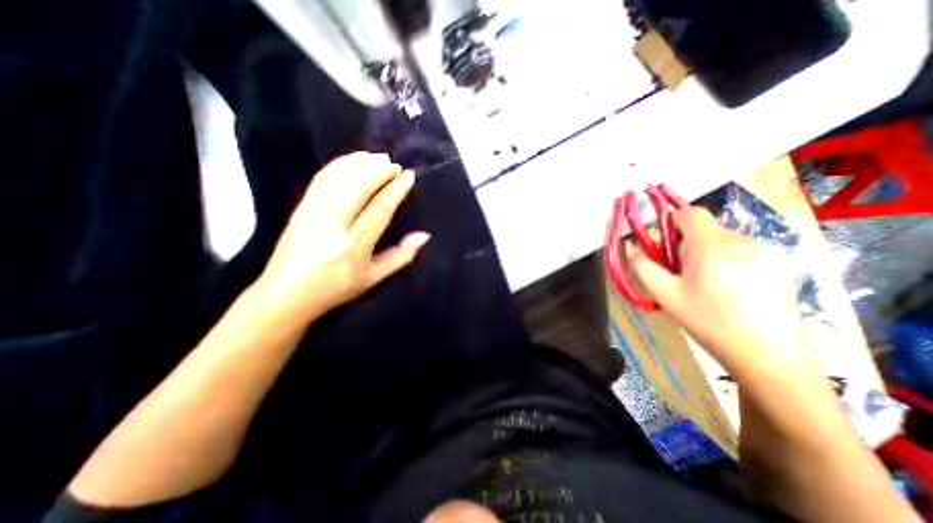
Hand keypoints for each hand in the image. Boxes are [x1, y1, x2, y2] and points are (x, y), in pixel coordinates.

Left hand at [254, 151, 429, 318]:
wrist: (285, 294)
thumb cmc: (336, 289)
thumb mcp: (373, 278)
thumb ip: (401, 256)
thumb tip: (424, 235)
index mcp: (353, 247)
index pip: (378, 210)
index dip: (395, 190)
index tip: (408, 176)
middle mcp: (332, 227)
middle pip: (357, 189)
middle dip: (378, 172)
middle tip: (394, 164)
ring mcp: (312, 215)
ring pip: (337, 180)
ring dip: (359, 164)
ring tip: (377, 157)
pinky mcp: (299, 208)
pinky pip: (320, 181)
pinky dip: (337, 166)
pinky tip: (351, 160)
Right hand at [627, 207, 808, 377]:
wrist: (768, 355)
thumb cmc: (708, 321)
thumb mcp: (665, 294)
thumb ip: (642, 266)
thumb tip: (631, 246)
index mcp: (710, 245)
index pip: (689, 213)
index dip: (670, 221)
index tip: (662, 244)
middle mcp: (741, 240)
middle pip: (703, 228)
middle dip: (685, 244)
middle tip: (679, 273)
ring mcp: (765, 252)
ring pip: (721, 240)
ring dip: (705, 253)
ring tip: (704, 284)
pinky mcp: (778, 265)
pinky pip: (741, 251)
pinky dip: (726, 261)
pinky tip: (728, 290)